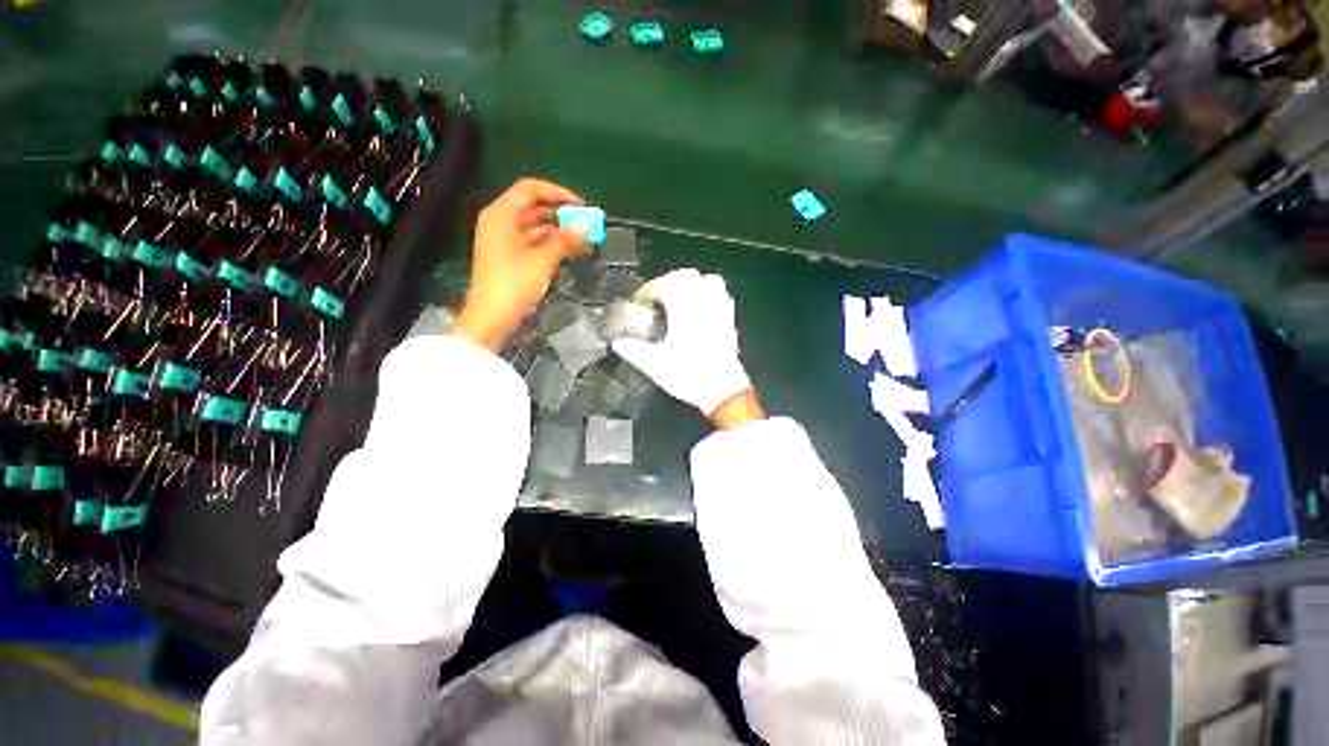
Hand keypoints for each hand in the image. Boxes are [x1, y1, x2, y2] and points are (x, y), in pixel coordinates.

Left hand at [454, 178, 586, 350]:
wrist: (491, 317)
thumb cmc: (513, 284)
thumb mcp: (542, 260)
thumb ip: (564, 240)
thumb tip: (585, 226)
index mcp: (502, 214)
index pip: (531, 189)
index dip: (558, 193)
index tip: (582, 207)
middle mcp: (501, 221)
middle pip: (534, 206)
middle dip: (562, 214)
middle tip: (587, 225)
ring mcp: (505, 239)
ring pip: (536, 226)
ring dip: (560, 231)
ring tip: (585, 241)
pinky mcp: (511, 256)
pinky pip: (534, 241)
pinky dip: (552, 244)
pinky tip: (572, 252)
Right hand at [612, 269, 759, 424]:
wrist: (722, 391)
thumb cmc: (687, 375)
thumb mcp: (654, 365)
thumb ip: (633, 350)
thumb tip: (616, 342)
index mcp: (683, 310)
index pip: (665, 284)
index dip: (650, 289)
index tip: (642, 301)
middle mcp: (703, 303)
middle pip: (686, 276)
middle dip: (668, 281)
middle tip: (657, 297)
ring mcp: (719, 310)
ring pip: (707, 280)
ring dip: (690, 283)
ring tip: (679, 297)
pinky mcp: (729, 319)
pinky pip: (721, 293)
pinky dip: (709, 291)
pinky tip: (701, 306)